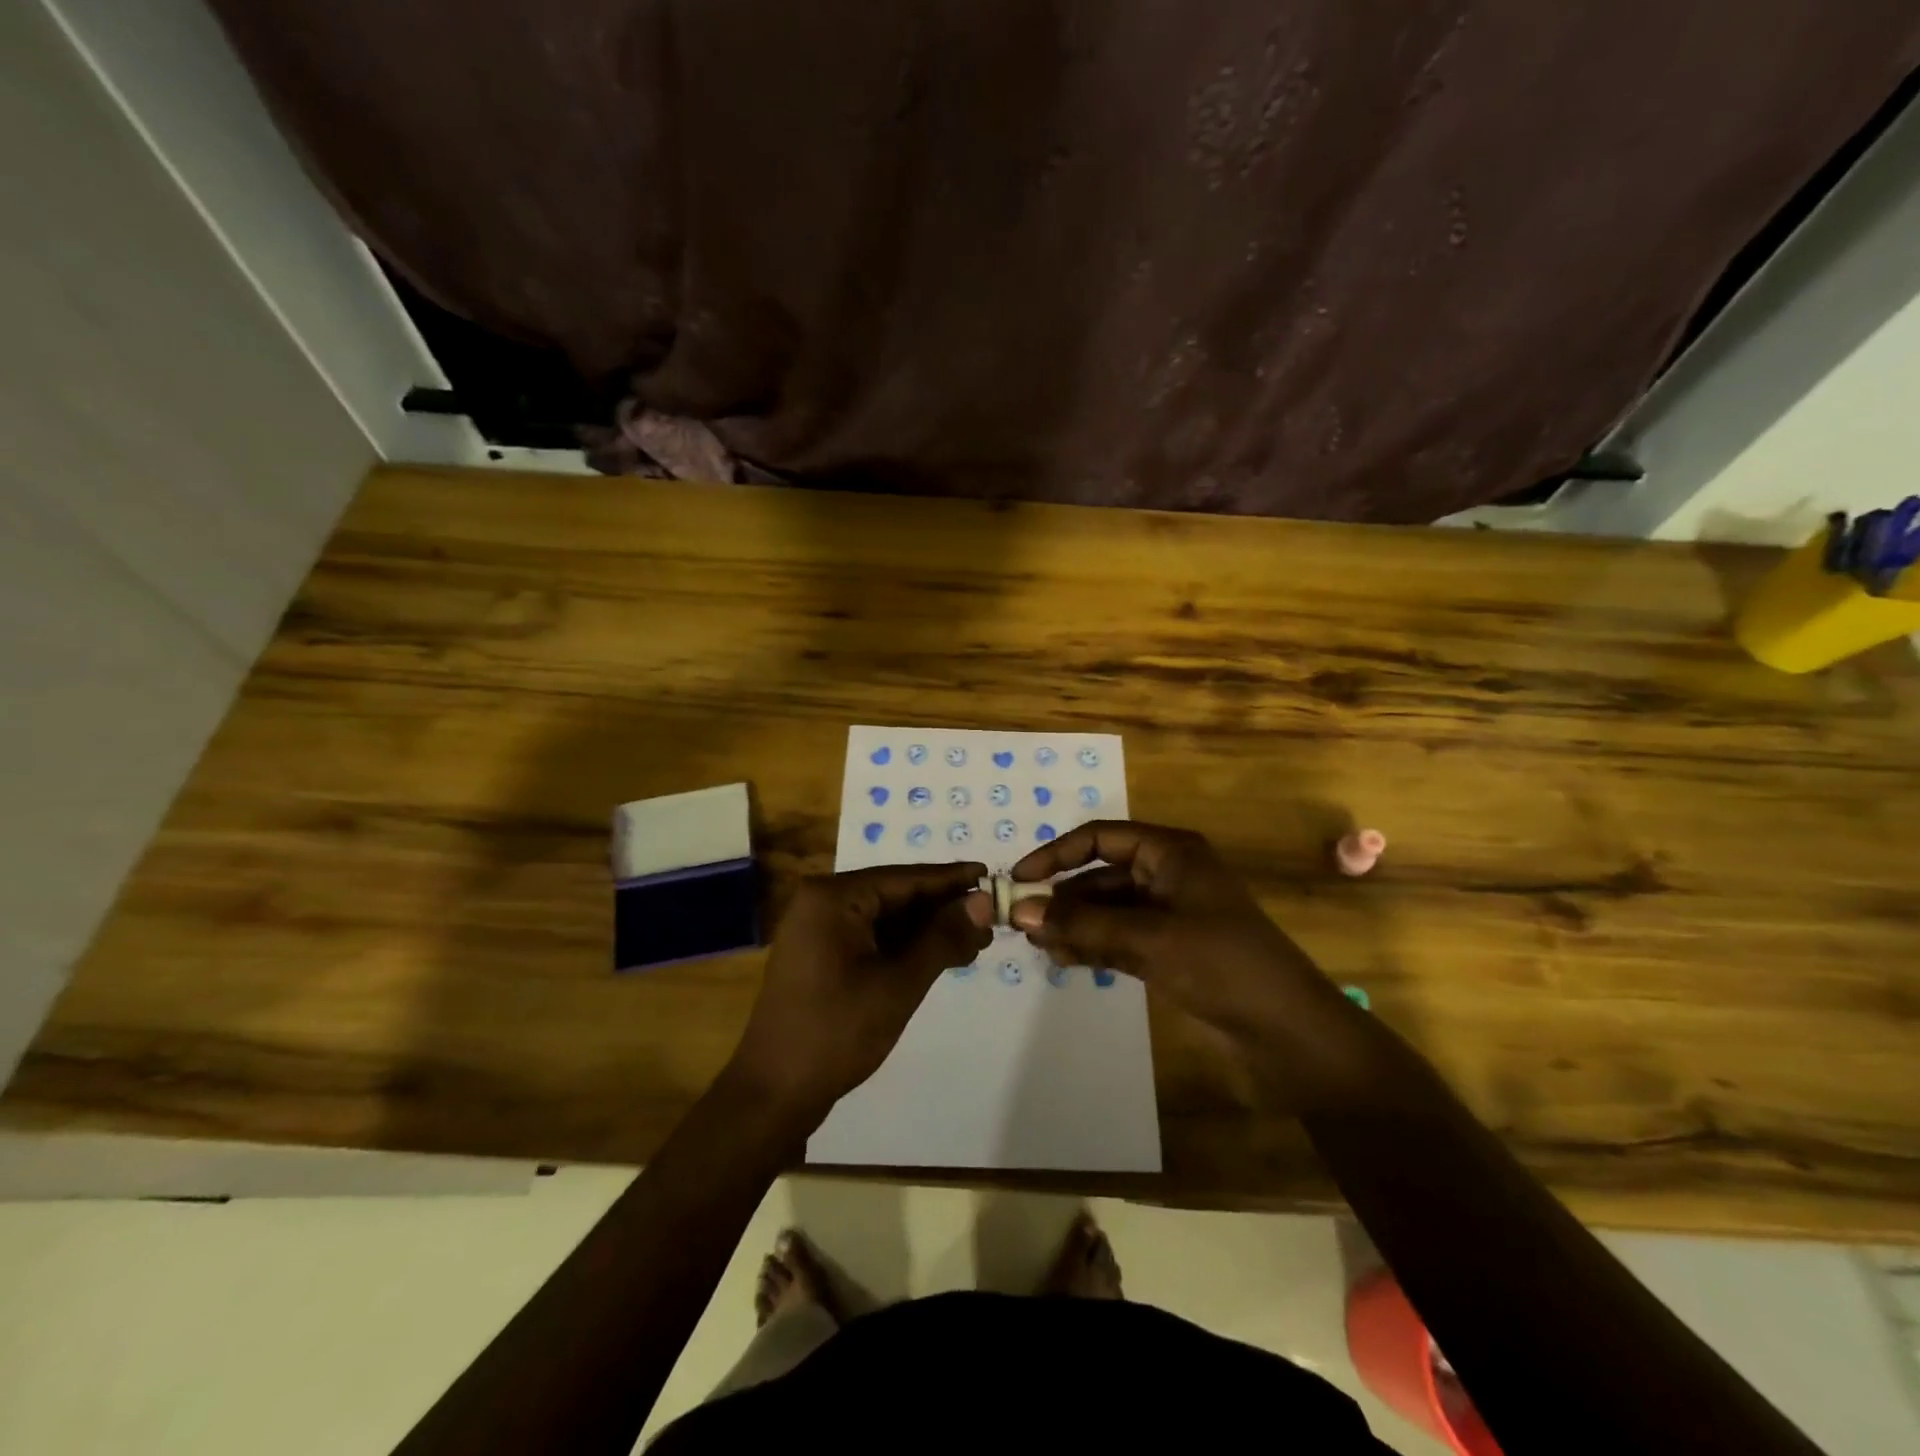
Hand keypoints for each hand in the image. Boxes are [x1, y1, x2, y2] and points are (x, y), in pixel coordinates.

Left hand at [728, 862, 992, 1119]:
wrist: (775, 1093)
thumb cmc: (837, 1032)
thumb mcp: (899, 983)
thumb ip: (942, 937)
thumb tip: (984, 900)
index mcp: (832, 897)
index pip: (904, 878)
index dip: (951, 879)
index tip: (992, 875)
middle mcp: (822, 903)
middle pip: (895, 895)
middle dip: (943, 909)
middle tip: (992, 919)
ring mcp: (819, 930)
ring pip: (886, 919)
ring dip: (928, 930)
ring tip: (976, 942)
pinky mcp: (822, 956)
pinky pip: (872, 938)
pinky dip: (906, 947)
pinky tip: (941, 956)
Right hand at [1011, 821, 1363, 1101]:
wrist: (1289, 1034)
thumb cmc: (1223, 966)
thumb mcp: (1149, 939)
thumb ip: (1084, 925)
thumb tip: (1021, 911)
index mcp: (1171, 853)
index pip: (1100, 838)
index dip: (1056, 854)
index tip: (1019, 878)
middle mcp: (1167, 875)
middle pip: (1100, 876)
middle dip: (1062, 897)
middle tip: (1021, 924)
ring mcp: (1169, 915)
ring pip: (1106, 910)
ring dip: (1073, 925)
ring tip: (1038, 948)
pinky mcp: (1170, 950)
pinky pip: (1118, 938)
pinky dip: (1091, 946)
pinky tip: (1064, 962)